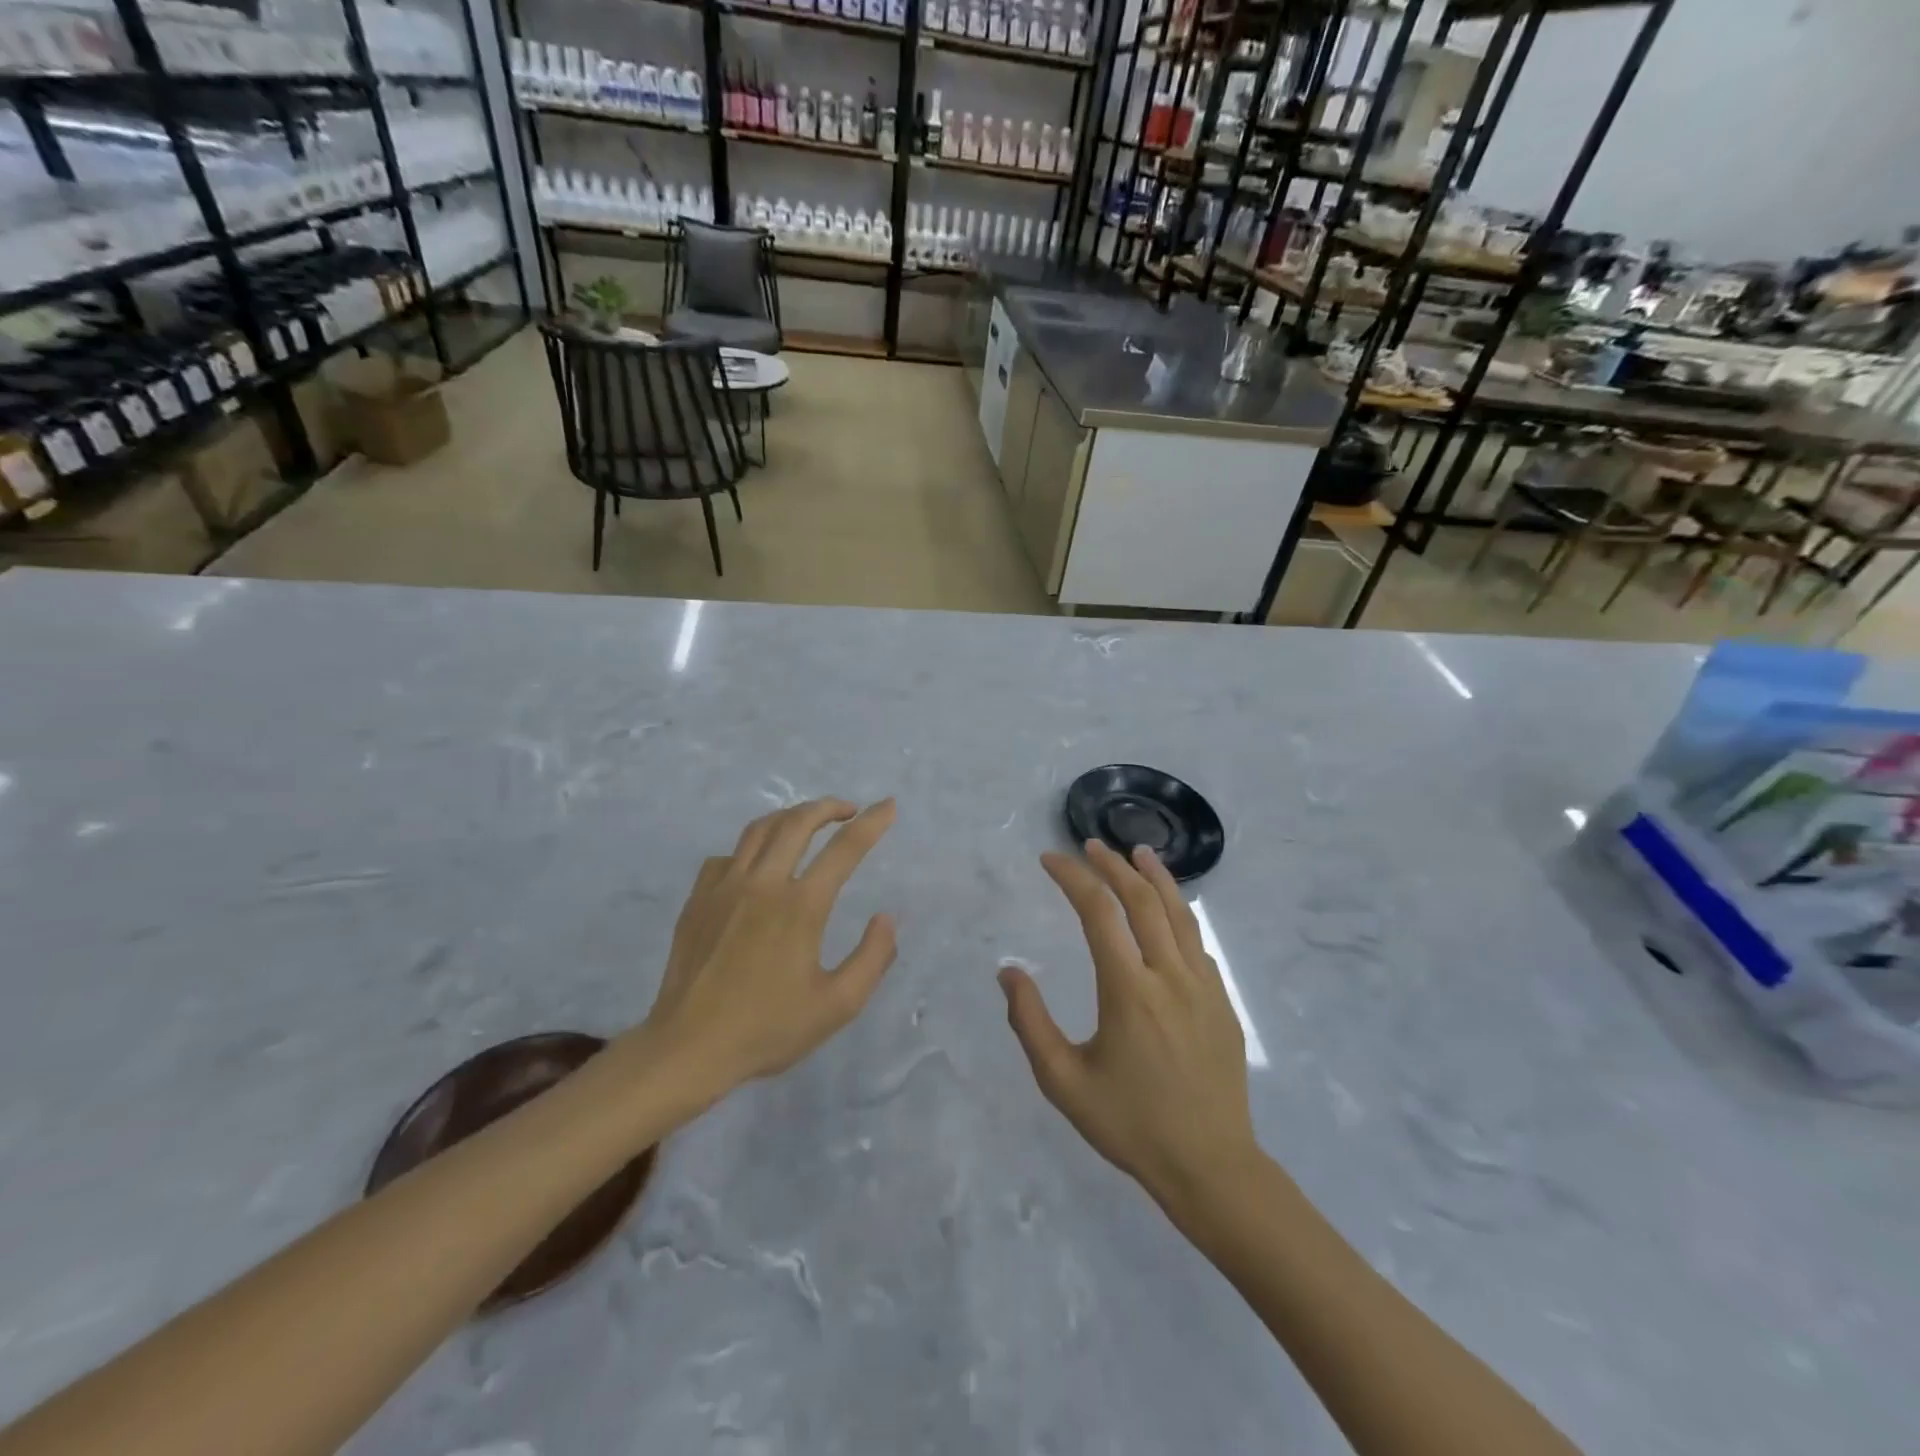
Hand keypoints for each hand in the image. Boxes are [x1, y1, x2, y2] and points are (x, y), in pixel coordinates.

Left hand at [637, 798, 897, 1098]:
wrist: (688, 1048)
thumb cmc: (767, 1029)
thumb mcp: (837, 1005)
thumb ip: (872, 958)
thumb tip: (886, 918)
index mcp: (801, 906)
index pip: (845, 848)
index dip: (872, 822)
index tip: (888, 805)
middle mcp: (763, 884)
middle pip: (798, 822)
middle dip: (828, 807)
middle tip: (849, 810)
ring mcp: (724, 887)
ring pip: (760, 830)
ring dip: (790, 816)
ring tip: (808, 822)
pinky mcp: (698, 899)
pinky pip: (727, 856)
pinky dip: (751, 849)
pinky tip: (758, 865)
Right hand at [1000, 840, 1258, 1214]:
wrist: (1212, 1167)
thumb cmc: (1131, 1125)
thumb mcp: (1064, 1082)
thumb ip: (1030, 1023)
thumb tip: (1008, 972)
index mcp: (1129, 991)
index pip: (1098, 912)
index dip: (1073, 877)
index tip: (1050, 860)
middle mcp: (1169, 976)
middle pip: (1142, 900)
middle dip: (1112, 865)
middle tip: (1090, 846)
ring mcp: (1203, 986)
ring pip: (1179, 913)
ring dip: (1155, 876)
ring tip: (1137, 852)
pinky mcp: (1222, 1001)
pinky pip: (1196, 942)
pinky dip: (1177, 913)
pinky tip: (1167, 913)